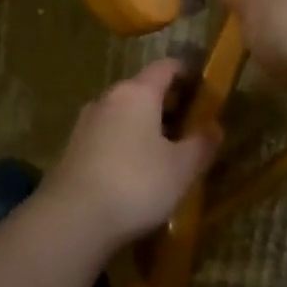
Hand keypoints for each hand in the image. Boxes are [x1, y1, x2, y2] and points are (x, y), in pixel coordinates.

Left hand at [38, 59, 221, 249]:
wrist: (72, 220)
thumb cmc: (136, 184)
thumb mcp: (182, 168)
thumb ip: (201, 143)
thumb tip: (215, 126)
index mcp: (137, 93)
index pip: (166, 67)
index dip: (188, 73)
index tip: (204, 89)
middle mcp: (107, 99)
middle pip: (142, 89)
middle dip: (167, 103)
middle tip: (190, 125)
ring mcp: (85, 124)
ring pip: (122, 114)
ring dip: (144, 125)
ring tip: (164, 151)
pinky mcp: (71, 150)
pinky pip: (107, 135)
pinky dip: (125, 143)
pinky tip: (135, 170)